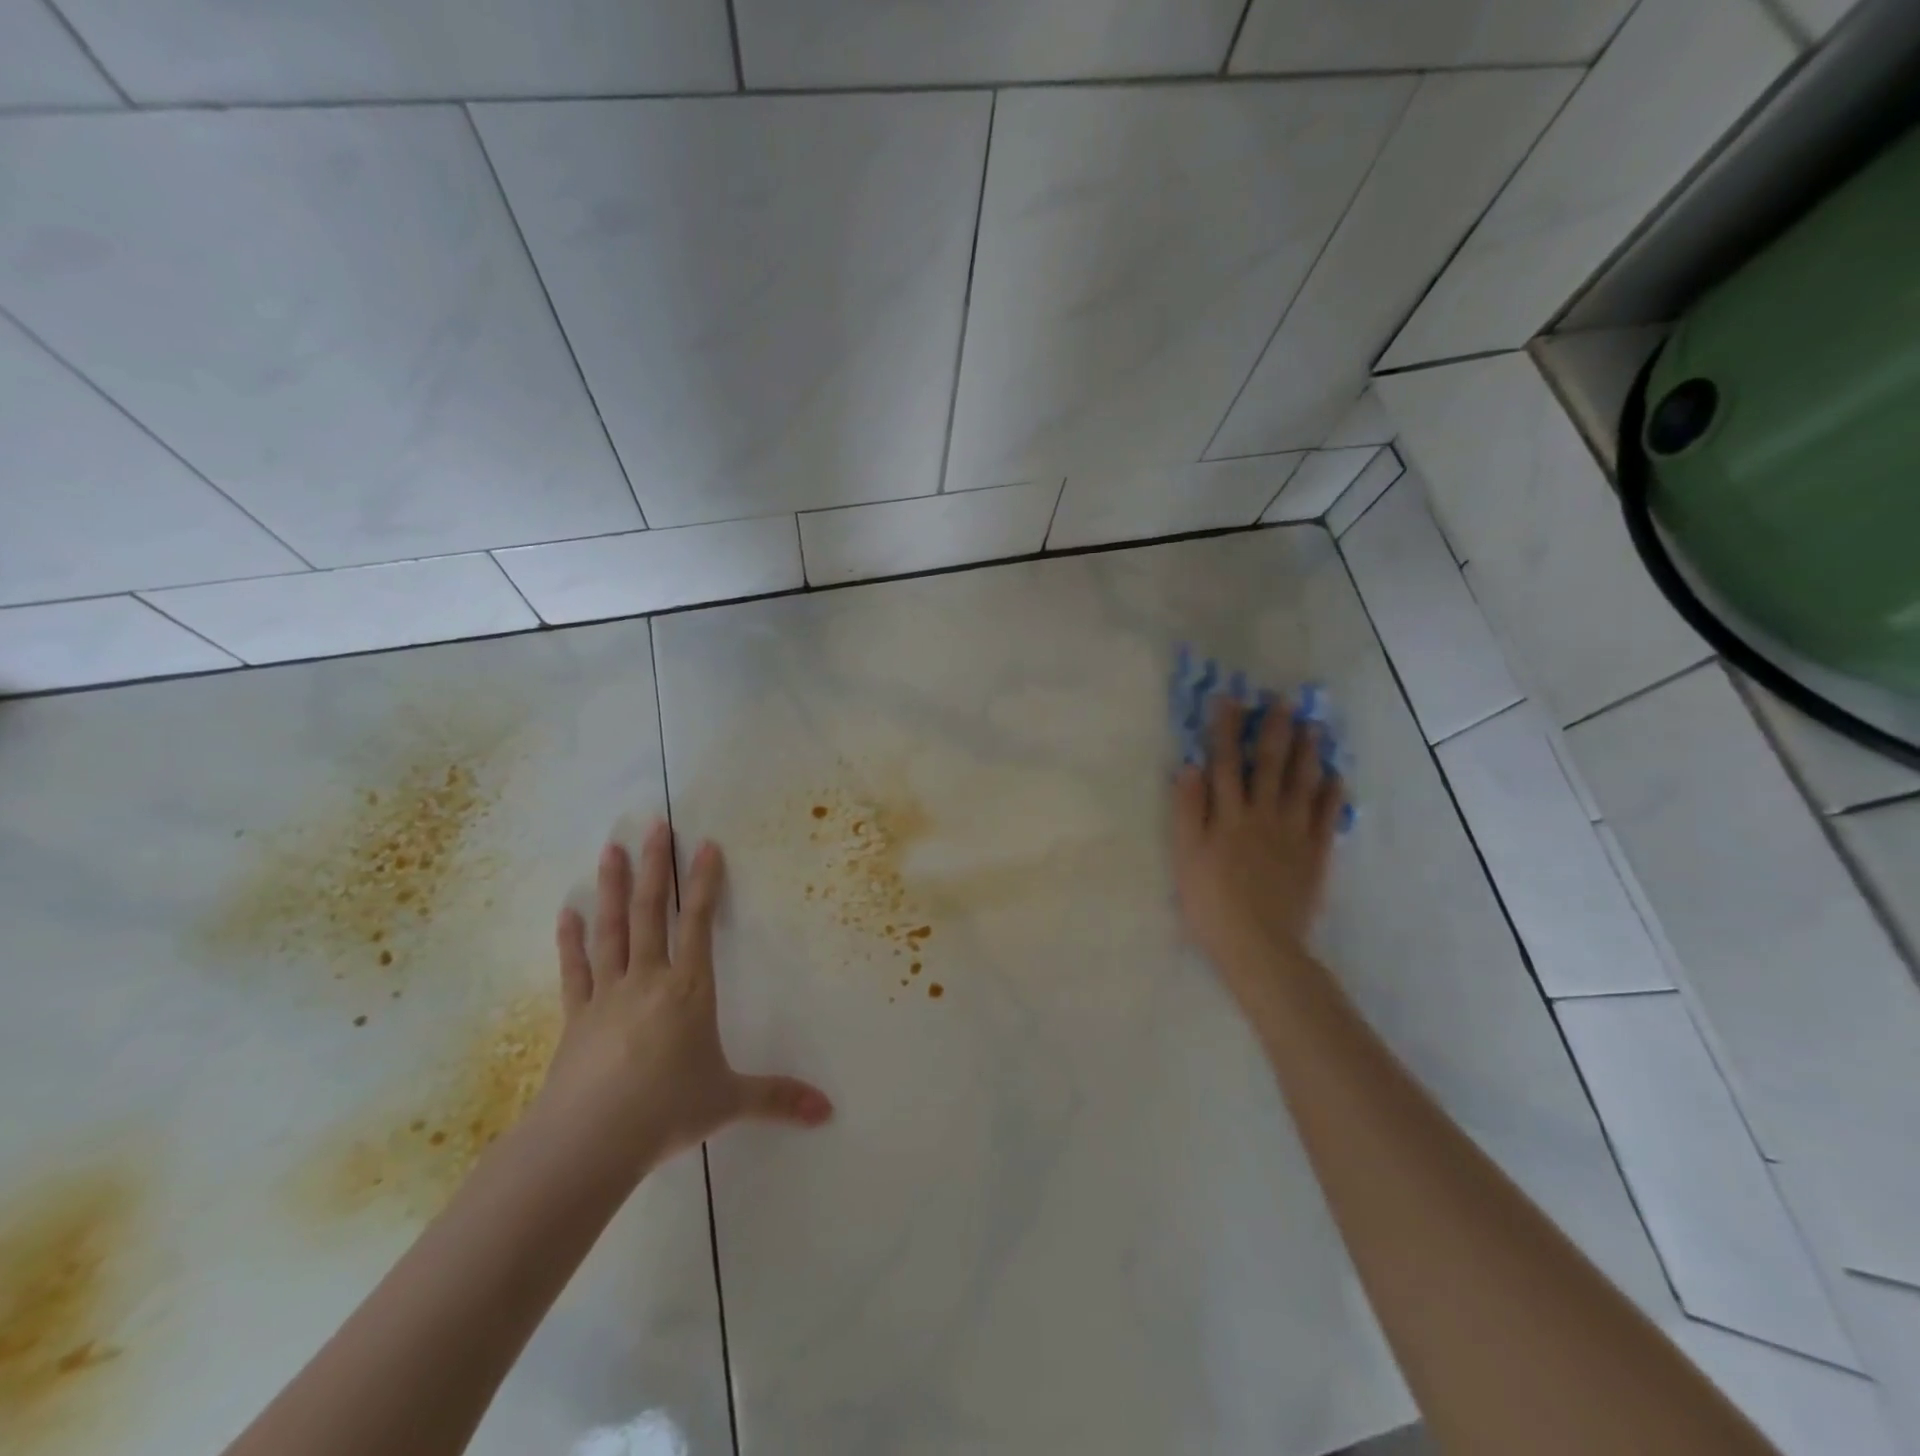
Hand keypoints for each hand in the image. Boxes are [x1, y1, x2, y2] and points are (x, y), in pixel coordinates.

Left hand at [538, 820, 832, 1177]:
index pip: (700, 923)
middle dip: (655, 866)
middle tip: (653, 826)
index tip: (706, 844)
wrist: (587, 1143)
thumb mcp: (729, 1102)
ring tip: (611, 849)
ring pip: (611, 929)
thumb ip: (777, 1098)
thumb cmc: (666, 1112)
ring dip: (612, 887)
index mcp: (688, 990)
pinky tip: (566, 912)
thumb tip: (828, 1111)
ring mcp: (607, 994)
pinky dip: (569, 939)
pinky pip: (574, 969)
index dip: (705, 882)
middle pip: (651, 911)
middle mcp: (648, 979)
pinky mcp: (575, 1016)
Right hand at [1171, 700, 1344, 1001]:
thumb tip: (1190, 766)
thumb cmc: (1211, 902)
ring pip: (1303, 784)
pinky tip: (1335, 777)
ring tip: (1314, 728)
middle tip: (1285, 702)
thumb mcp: (1186, 856)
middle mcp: (1264, 815)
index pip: (1225, 762)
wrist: (1259, 946)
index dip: (1226, 729)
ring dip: (1308, 753)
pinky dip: (1331, 795)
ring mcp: (1294, 834)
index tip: (1230, 698)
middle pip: (1270, 765)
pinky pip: (1326, 818)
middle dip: (1275, 731)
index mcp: (1229, 815)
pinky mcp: (1315, 855)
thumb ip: (1187, 810)